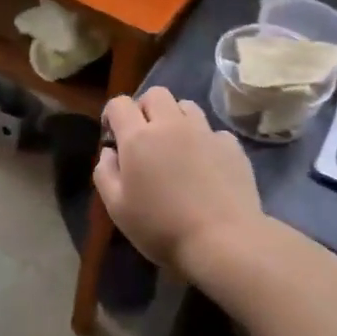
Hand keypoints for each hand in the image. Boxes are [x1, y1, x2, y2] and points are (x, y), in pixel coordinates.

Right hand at [94, 87, 264, 283]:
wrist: (223, 241)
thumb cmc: (161, 228)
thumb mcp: (117, 208)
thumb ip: (105, 173)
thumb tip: (110, 152)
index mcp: (138, 137)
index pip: (119, 104)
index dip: (112, 115)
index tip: (113, 136)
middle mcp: (171, 124)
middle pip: (155, 94)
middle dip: (145, 108)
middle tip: (145, 137)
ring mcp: (205, 132)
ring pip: (186, 106)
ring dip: (175, 119)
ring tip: (176, 147)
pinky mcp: (231, 145)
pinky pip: (212, 131)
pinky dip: (204, 141)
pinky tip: (205, 165)